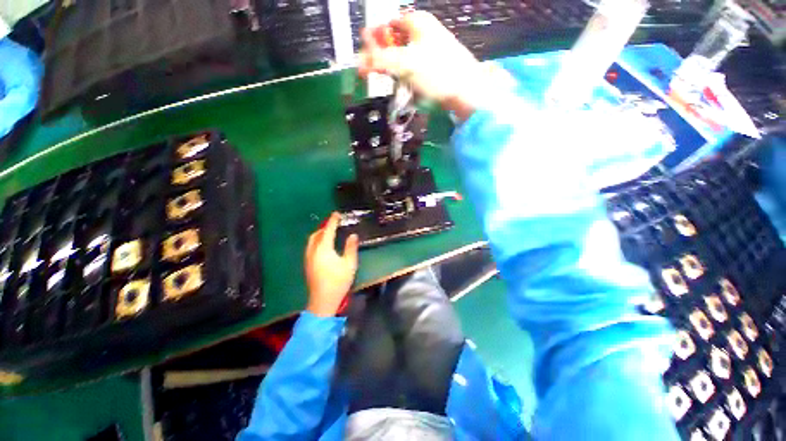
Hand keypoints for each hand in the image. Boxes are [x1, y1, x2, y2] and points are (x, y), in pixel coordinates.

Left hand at [305, 213, 359, 316]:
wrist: (323, 300)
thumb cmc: (338, 281)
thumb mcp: (349, 264)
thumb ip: (351, 247)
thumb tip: (353, 235)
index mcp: (324, 249)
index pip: (328, 230)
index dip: (333, 221)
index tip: (337, 214)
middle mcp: (313, 250)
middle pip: (318, 233)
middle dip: (326, 226)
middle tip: (335, 223)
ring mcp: (308, 257)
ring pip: (312, 240)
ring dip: (321, 233)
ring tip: (330, 232)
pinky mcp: (307, 263)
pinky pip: (311, 246)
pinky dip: (317, 240)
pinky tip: (324, 245)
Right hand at [359, 11, 514, 121]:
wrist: (465, 92)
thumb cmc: (438, 72)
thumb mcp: (405, 63)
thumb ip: (380, 61)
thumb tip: (359, 62)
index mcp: (417, 22)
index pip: (386, 25)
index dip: (373, 40)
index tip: (364, 58)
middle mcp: (424, 32)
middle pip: (394, 42)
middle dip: (384, 57)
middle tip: (377, 72)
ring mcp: (430, 50)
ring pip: (403, 58)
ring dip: (395, 70)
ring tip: (393, 81)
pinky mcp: (433, 68)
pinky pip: (413, 70)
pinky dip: (406, 77)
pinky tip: (406, 86)